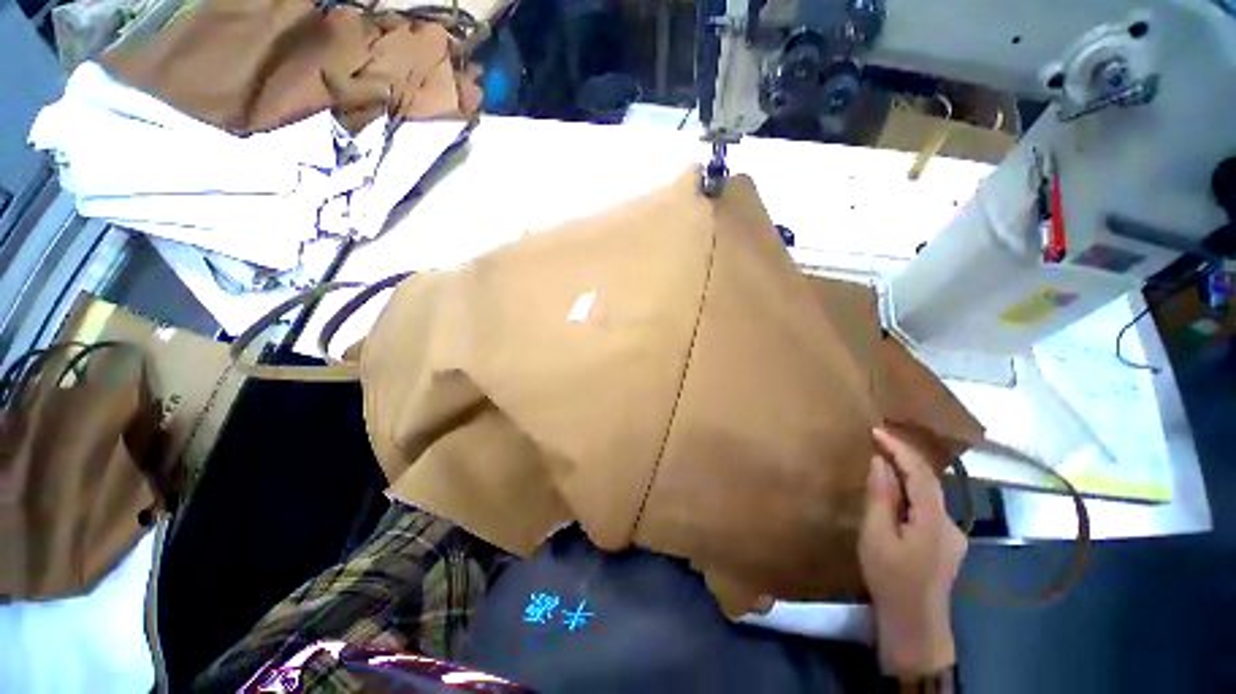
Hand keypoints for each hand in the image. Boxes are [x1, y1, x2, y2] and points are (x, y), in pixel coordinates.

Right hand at [859, 427, 966, 677]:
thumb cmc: (890, 579)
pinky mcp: (947, 544)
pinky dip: (911, 492)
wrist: (915, 625)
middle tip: (876, 440)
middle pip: (929, 481)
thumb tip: (879, 462)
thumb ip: (880, 497)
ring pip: (930, 495)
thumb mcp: (876, 536)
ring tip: (881, 460)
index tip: (876, 430)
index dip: (899, 448)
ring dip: (907, 474)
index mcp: (934, 521)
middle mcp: (951, 523)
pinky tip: (894, 494)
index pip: (921, 473)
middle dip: (904, 457)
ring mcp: (953, 535)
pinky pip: (928, 507)